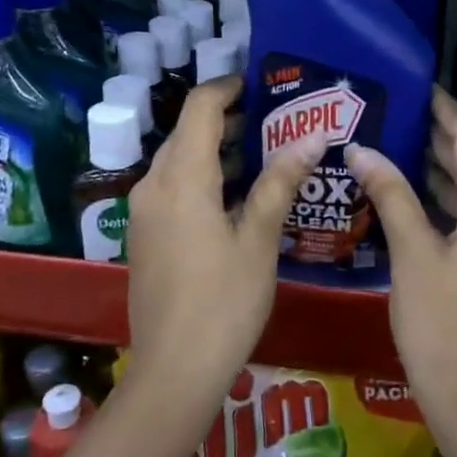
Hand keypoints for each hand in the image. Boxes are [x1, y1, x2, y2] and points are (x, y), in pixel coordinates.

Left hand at [124, 76, 325, 408]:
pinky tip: (239, 196)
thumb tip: (313, 137)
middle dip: (229, 119)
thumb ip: (280, 182)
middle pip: (187, 132)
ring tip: (267, 153)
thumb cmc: (224, 303)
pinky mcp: (144, 235)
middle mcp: (153, 185)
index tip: (263, 85)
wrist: (174, 371)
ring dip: (217, 149)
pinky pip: (173, 186)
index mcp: (181, 179)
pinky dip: (203, 176)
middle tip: (278, 121)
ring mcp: (144, 212)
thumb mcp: (259, 240)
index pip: (200, 107)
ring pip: (179, 160)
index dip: (228, 87)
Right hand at [347, 88, 456, 424]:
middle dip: (443, 141)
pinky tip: (423, 198)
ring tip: (404, 148)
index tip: (421, 90)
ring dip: (449, 174)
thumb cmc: (441, 323)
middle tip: (403, 116)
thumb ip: (391, 195)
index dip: (446, 112)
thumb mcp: (413, 254)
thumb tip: (362, 151)